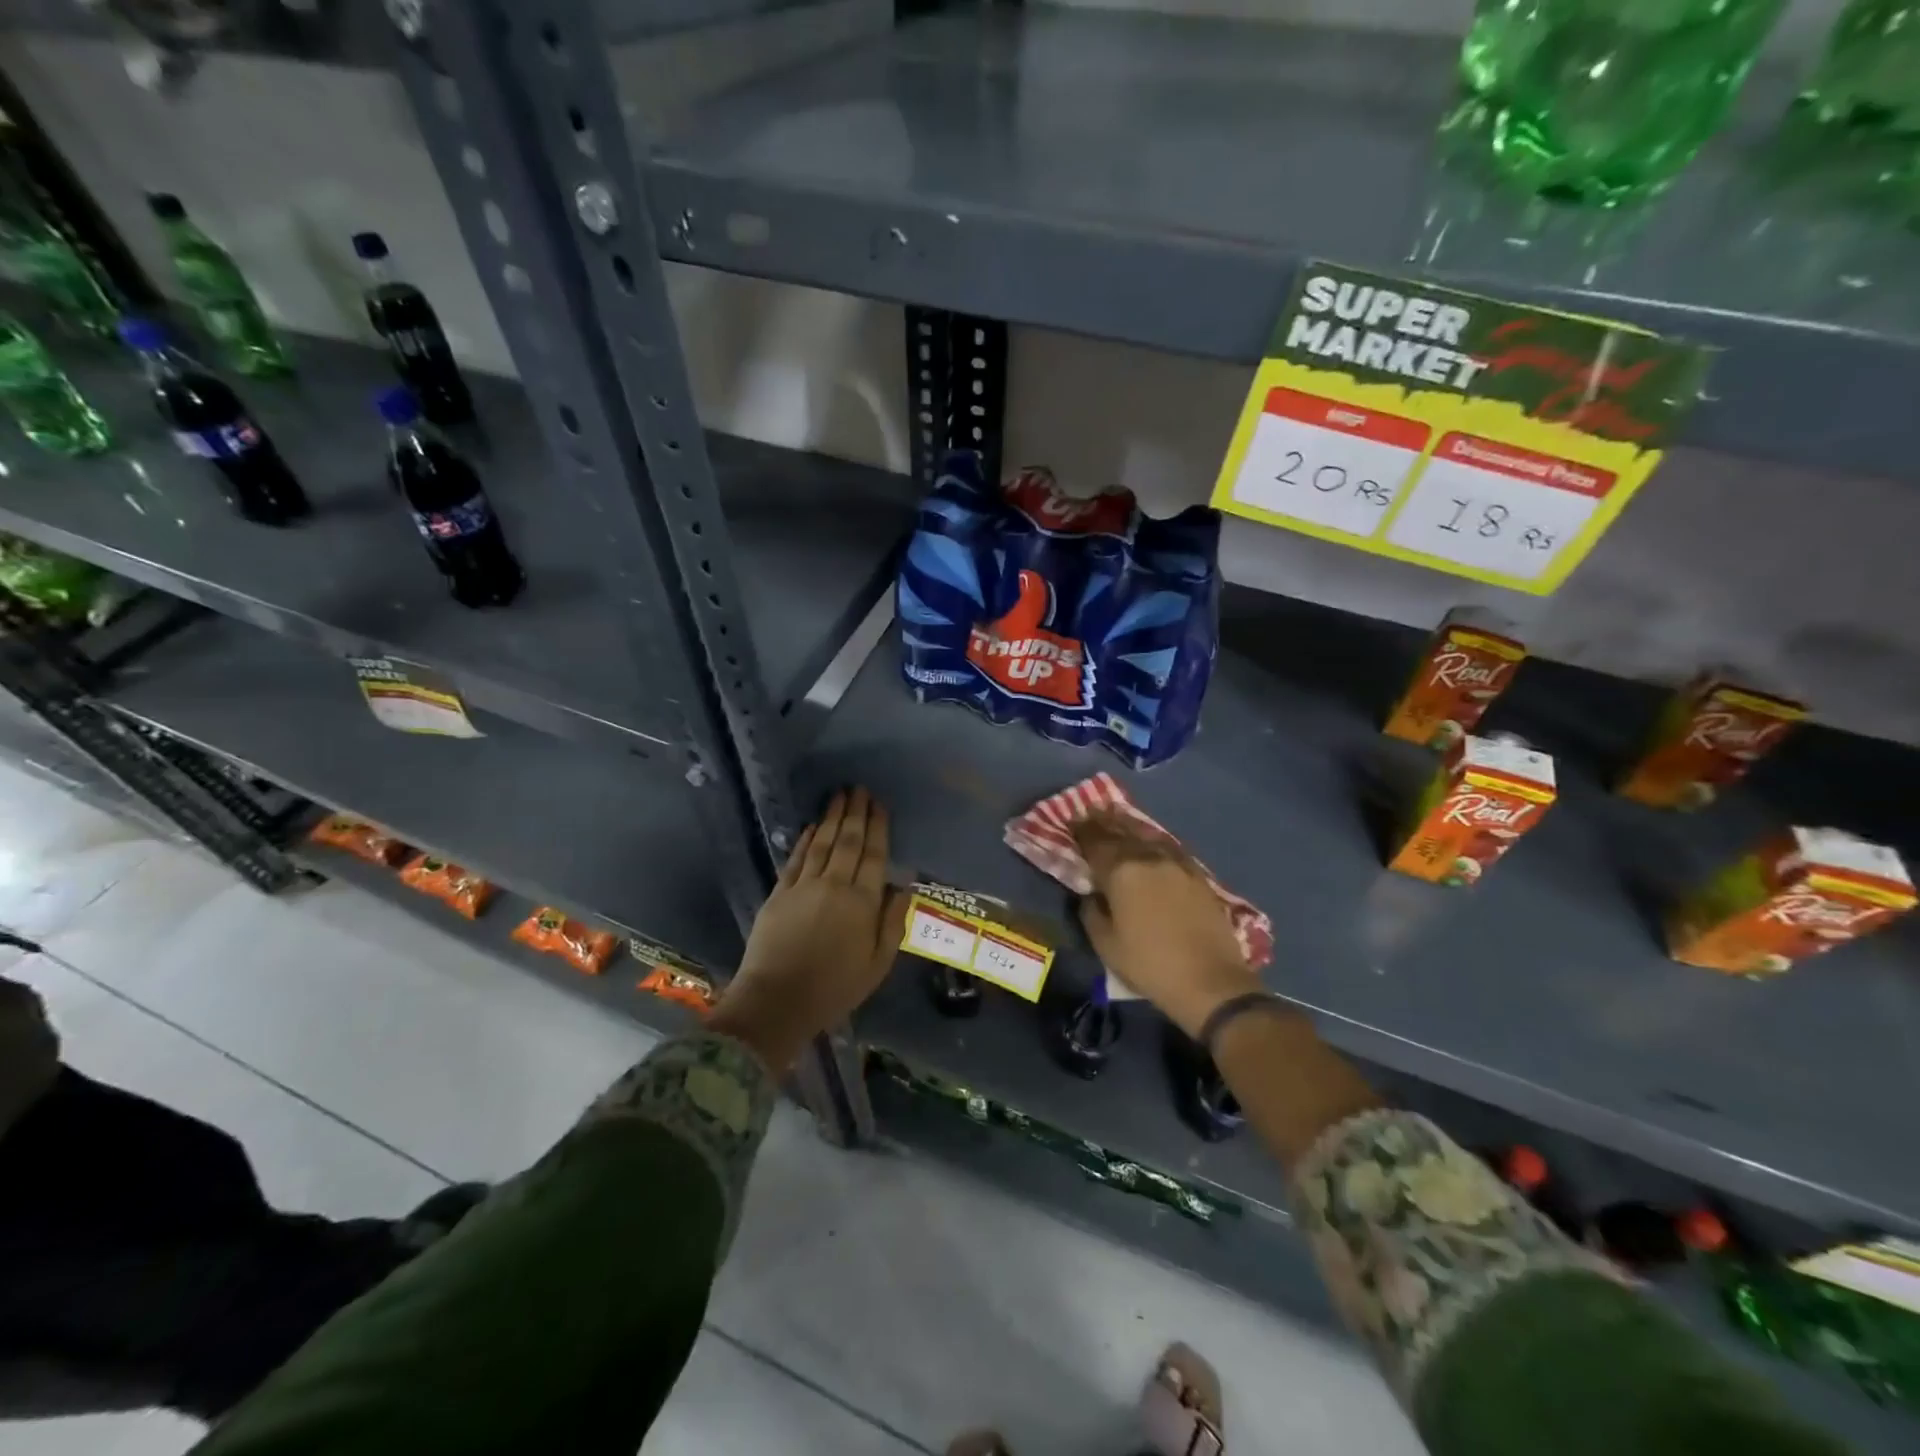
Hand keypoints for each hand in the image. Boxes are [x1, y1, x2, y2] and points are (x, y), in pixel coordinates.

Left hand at [711, 788, 908, 1071]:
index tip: (880, 805)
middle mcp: (835, 885)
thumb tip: (903, 885)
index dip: (878, 828)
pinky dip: (806, 839)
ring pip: (823, 844)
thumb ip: (892, 922)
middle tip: (860, 788)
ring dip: (832, 817)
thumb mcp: (878, 965)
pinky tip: (813, 826)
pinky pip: (796, 859)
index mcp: (863, 903)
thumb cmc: (834, 989)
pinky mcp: (779, 893)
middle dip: (856, 813)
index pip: (874, 855)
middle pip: (848, 841)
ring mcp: (804, 887)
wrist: (777, 1002)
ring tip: (840, 795)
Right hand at [1074, 812, 1260, 1038]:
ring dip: (1128, 826)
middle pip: (1121, 832)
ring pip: (1146, 835)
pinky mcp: (1197, 874)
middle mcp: (1148, 857)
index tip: (1070, 823)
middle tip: (1091, 814)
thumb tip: (1091, 893)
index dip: (1080, 831)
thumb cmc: (1149, 965)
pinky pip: (1168, 847)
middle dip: (1103, 823)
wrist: (1210, 981)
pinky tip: (1150, 841)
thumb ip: (1092, 911)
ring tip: (1117, 818)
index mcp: (1121, 871)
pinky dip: (1153, 840)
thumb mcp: (1105, 944)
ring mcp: (1176, 863)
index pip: (1095, 842)